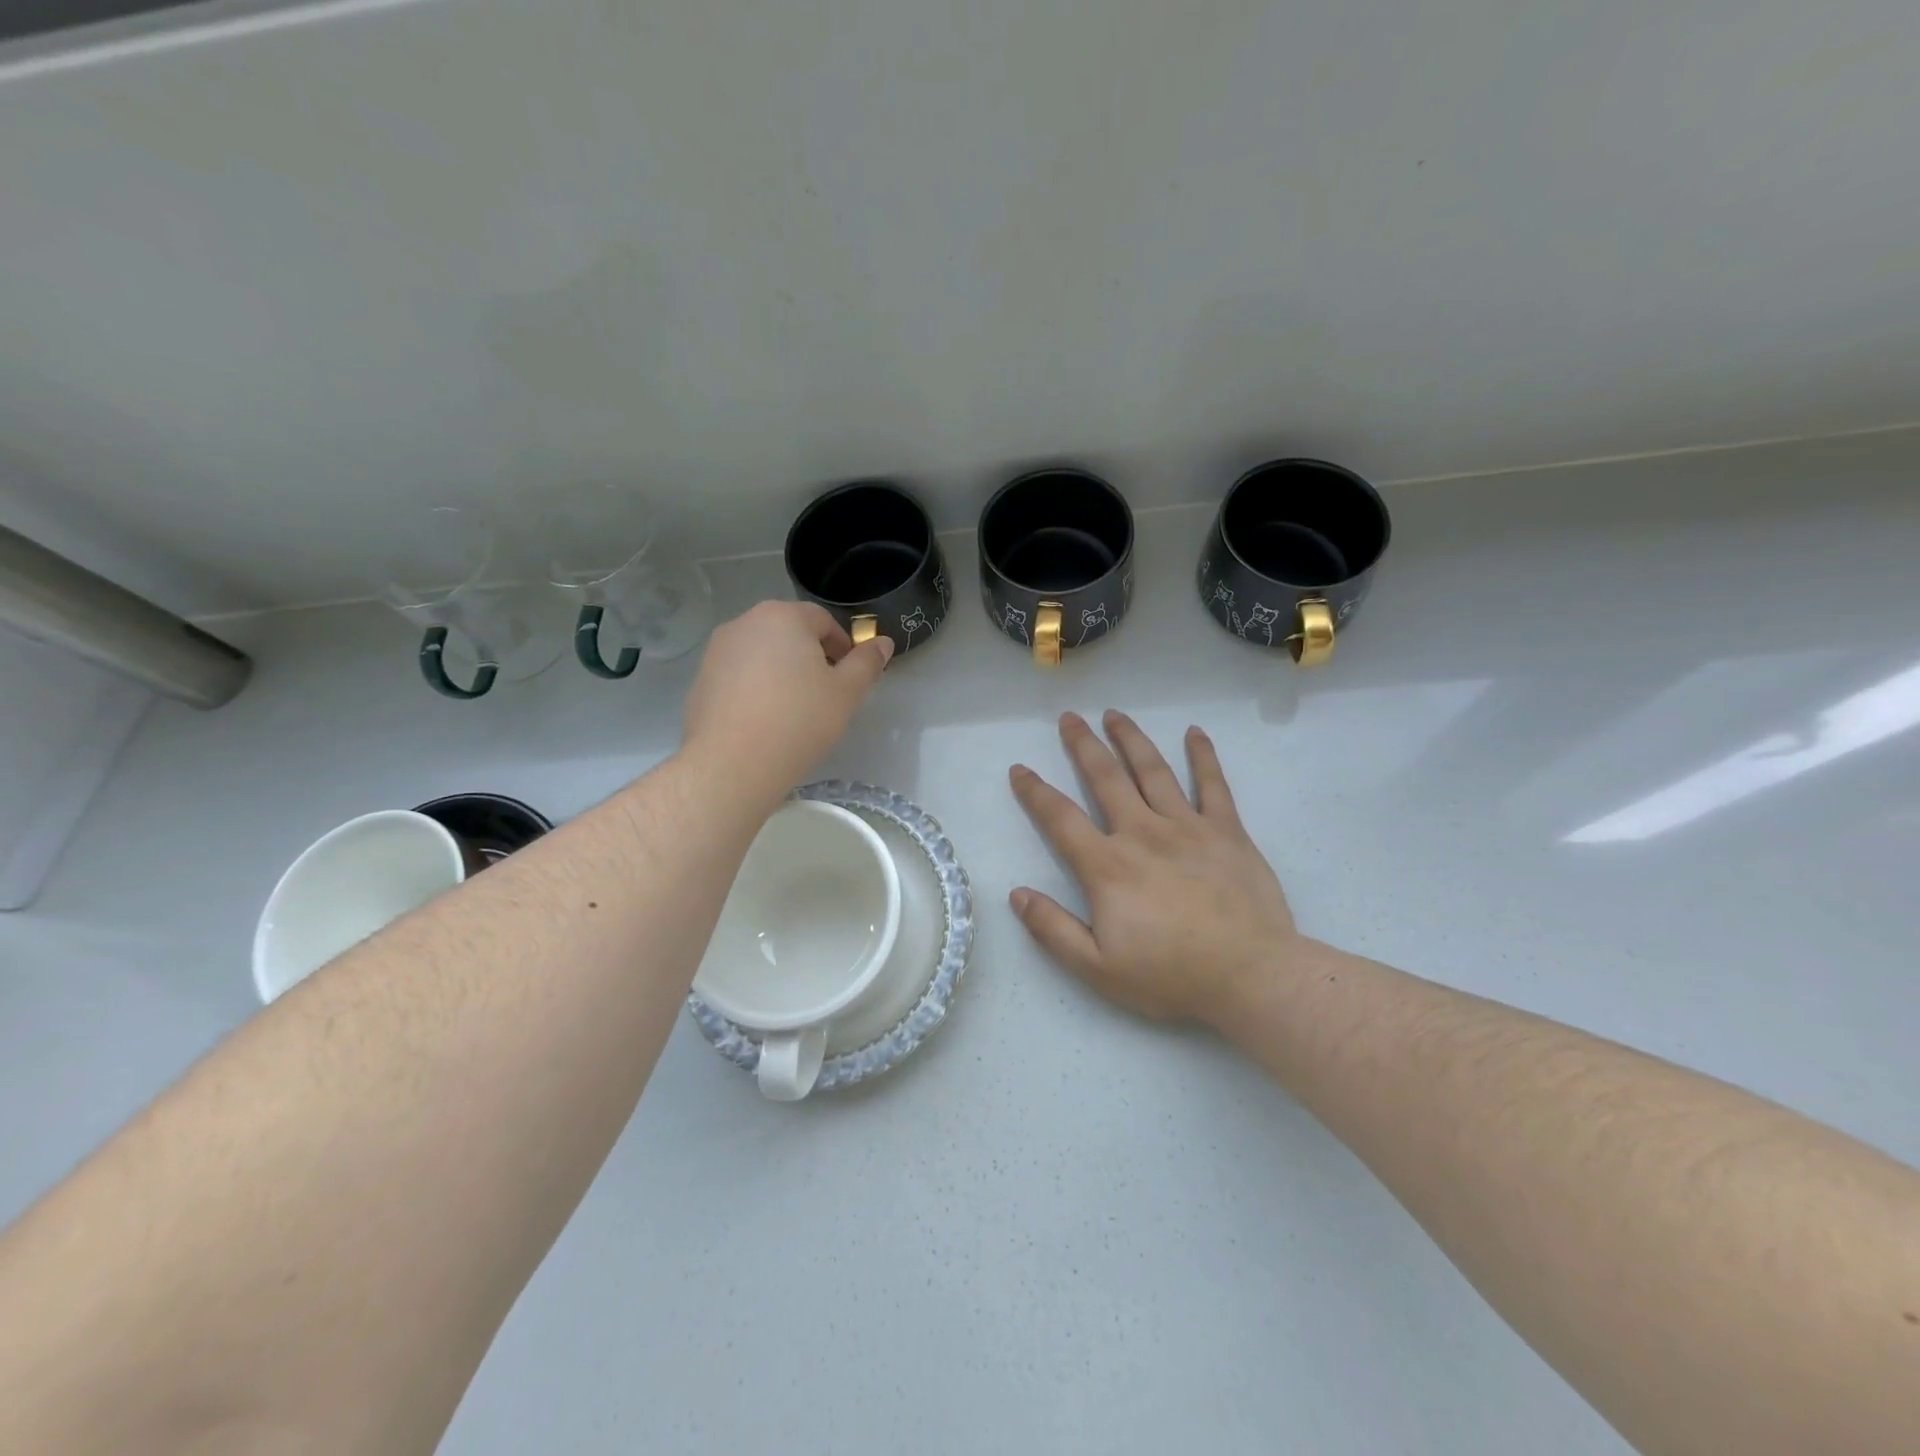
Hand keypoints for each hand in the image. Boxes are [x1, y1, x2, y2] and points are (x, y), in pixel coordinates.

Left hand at [682, 601, 892, 804]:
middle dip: (812, 658)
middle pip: (790, 633)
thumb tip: (883, 642)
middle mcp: (745, 623)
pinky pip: (740, 676)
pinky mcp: (701, 680)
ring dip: (783, 673)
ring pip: (763, 654)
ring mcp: (717, 651)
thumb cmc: (798, 721)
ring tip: (794, 712)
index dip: (843, 648)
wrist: (731, 765)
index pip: (823, 620)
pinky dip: (757, 689)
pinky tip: (765, 722)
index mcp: (783, 616)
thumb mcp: (847, 693)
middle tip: (826, 696)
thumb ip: (867, 663)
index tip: (849, 680)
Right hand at [1008, 711, 1302, 1025]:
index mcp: (1108, 866)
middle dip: (1083, 745)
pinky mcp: (1227, 831)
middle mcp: (1142, 833)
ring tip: (1114, 714)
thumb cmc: (1171, 975)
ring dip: (1131, 739)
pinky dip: (1203, 756)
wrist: (1252, 976)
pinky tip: (1194, 732)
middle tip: (1069, 718)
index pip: (1060, 818)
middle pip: (1106, 778)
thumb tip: (1016, 894)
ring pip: (1153, 770)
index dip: (1035, 792)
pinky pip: (1213, 785)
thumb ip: (1053, 930)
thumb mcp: (1097, 968)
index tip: (1020, 769)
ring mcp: (1188, 827)